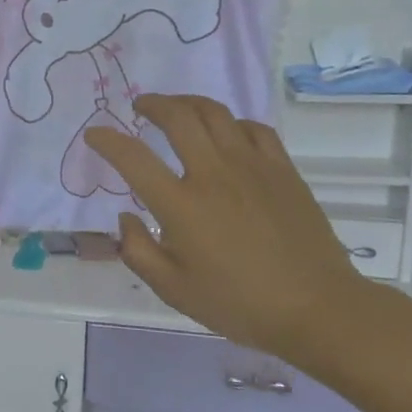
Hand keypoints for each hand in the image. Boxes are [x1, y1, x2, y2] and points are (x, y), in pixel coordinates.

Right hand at [84, 95, 368, 360]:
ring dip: (188, 103)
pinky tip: (227, 132)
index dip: (107, 141)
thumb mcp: (174, 291)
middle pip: (178, 117)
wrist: (317, 308)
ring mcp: (252, 166)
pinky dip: (232, 122)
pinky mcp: (282, 169)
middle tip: (139, 107)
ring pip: (216, 113)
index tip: (94, 135)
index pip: (133, 158)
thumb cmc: (239, 304)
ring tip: (177, 108)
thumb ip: (138, 251)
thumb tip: (126, 217)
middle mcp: (213, 174)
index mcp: (181, 205)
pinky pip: (254, 128)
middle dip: (152, 104)